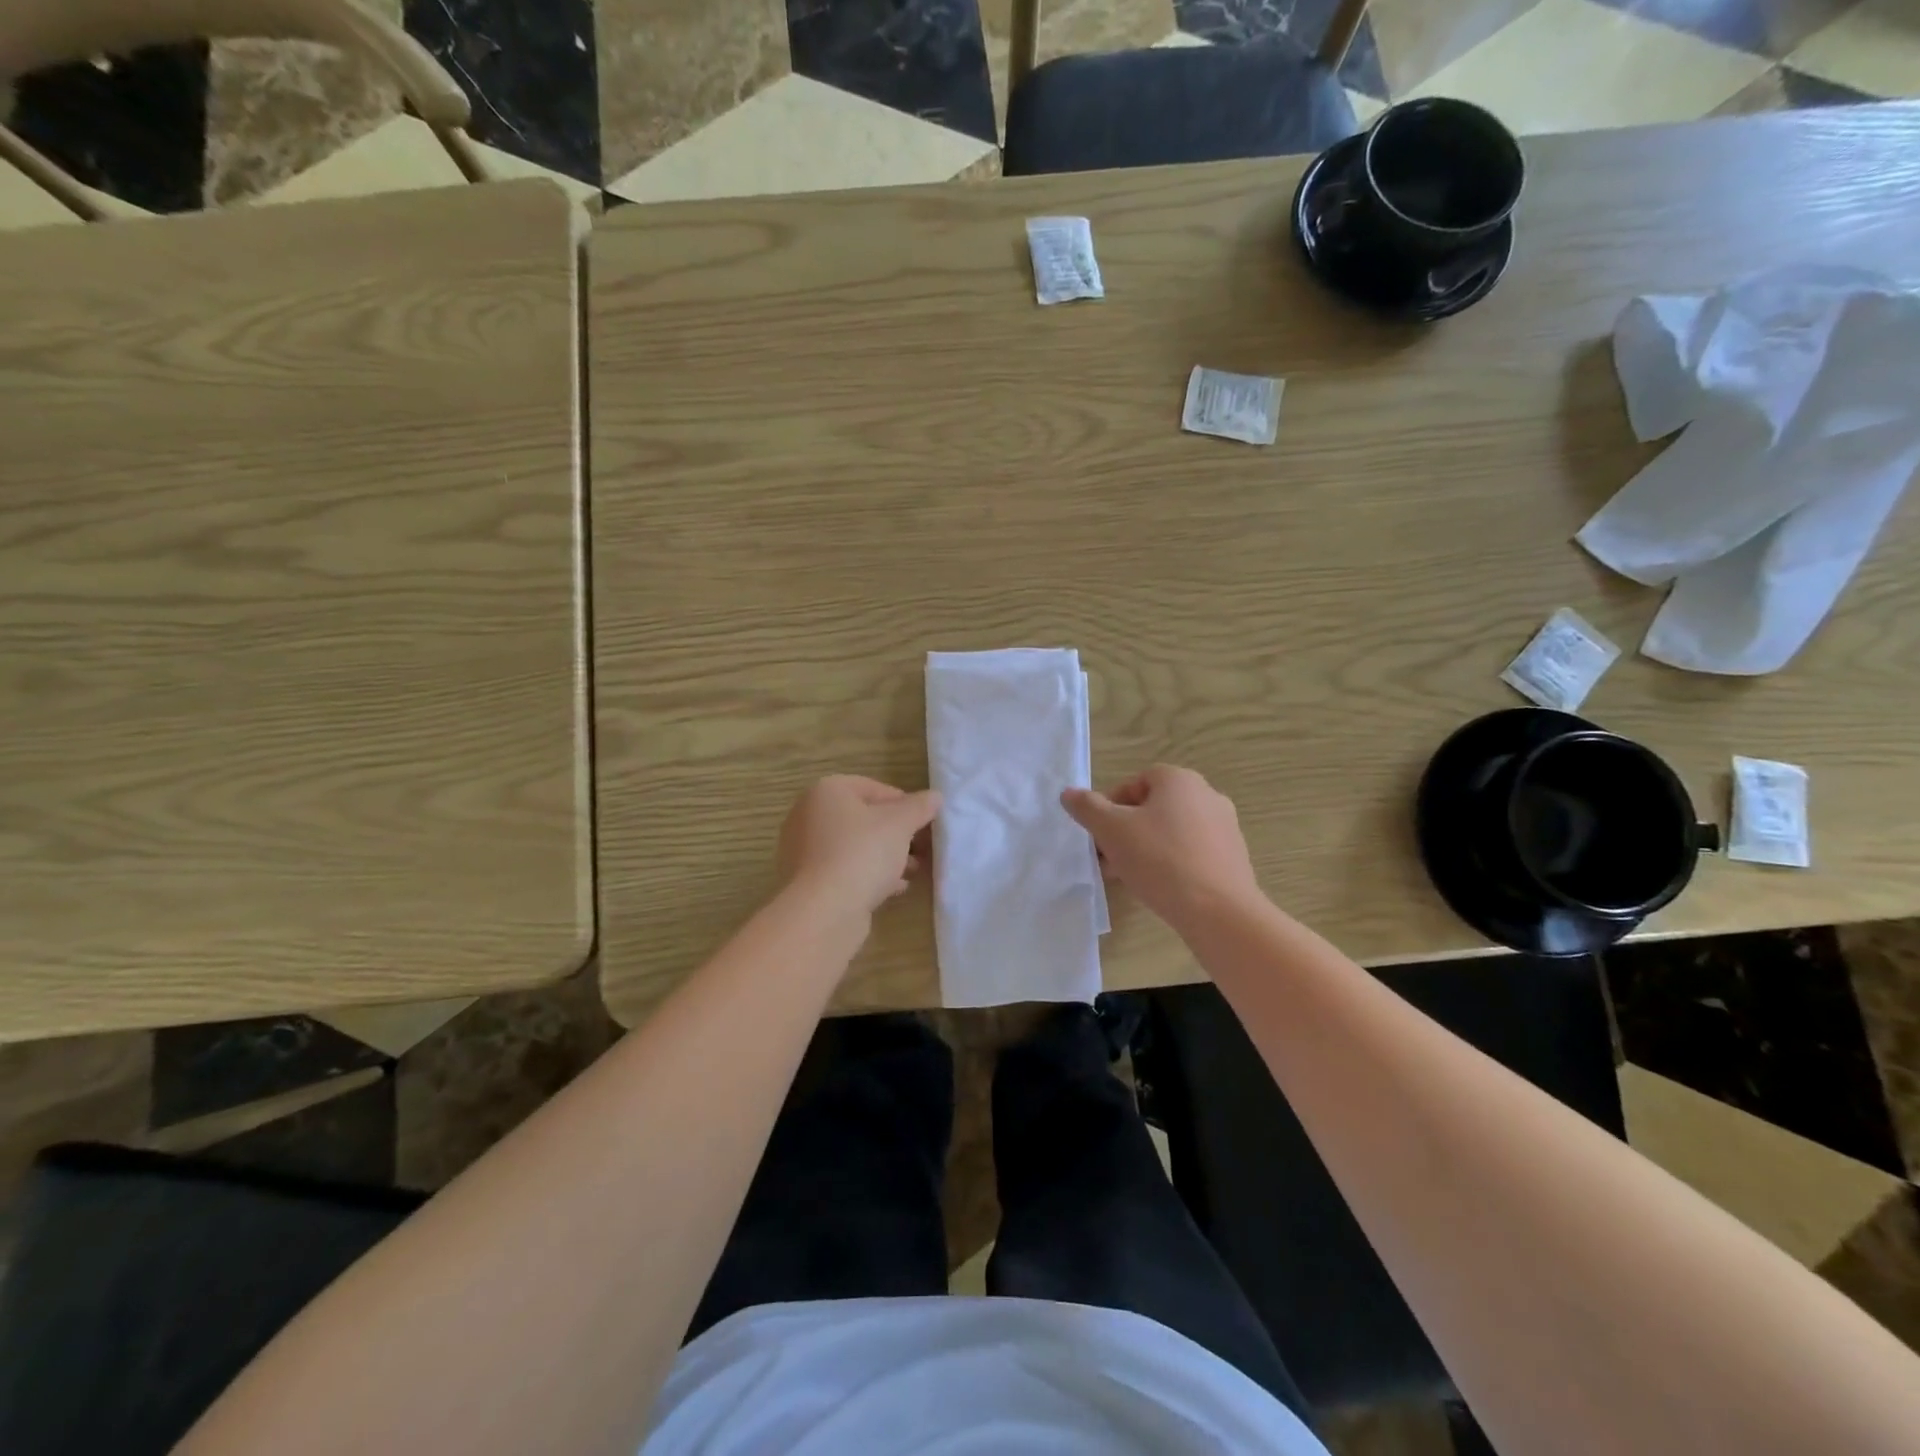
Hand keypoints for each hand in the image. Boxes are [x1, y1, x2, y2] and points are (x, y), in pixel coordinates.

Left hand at [778, 775, 941, 917]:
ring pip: (855, 846)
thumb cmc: (862, 853)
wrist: (823, 911)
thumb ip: (919, 807)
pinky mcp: (808, 881)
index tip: (925, 823)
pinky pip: (844, 870)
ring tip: (913, 870)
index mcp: (827, 791)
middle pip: (864, 818)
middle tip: (923, 848)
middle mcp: (809, 815)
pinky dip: (868, 874)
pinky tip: (894, 888)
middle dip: (897, 833)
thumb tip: (934, 796)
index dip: (905, 804)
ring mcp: (804, 850)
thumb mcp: (900, 824)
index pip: (874, 788)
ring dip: (886, 855)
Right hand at [1061, 764, 1260, 931]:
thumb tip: (1069, 794)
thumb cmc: (1160, 860)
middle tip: (1108, 856)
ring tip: (1128, 875)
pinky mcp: (1233, 856)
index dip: (1110, 805)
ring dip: (1145, 847)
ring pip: (1171, 831)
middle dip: (1125, 829)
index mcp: (1180, 780)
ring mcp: (1224, 827)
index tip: (1099, 834)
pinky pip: (1191, 851)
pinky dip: (1171, 862)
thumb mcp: (1112, 830)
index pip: (1136, 782)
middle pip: (1153, 807)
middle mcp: (1207, 795)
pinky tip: (1159, 887)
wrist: (1219, 911)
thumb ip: (1087, 808)